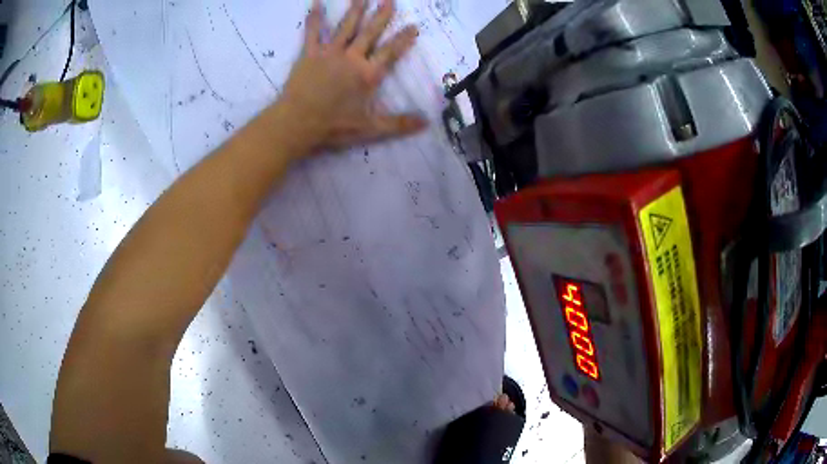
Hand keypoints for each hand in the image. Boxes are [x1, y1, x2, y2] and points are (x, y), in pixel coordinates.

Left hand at [274, 0, 427, 154]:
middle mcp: (352, 58)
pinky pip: (313, 31)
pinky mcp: (310, 53)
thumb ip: (399, 124)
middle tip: (389, 0)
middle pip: (370, 33)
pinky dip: (315, 16)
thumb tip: (427, 123)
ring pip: (346, 27)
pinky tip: (316, 2)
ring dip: (356, 10)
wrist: (297, 123)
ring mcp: (330, 53)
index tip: (413, 25)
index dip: (403, 39)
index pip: (390, 52)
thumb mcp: (370, 129)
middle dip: (381, 16)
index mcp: (368, 74)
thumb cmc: (333, 126)